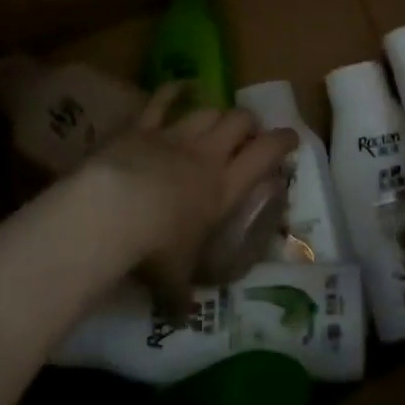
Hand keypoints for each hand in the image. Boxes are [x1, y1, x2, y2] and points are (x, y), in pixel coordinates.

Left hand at [78, 84, 297, 295]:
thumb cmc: (155, 248)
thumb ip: (180, 296)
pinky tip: (182, 84)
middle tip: (248, 133)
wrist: (114, 211)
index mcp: (225, 187)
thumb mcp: (174, 277)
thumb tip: (181, 319)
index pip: (267, 154)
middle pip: (240, 122)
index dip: (283, 141)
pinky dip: (174, 90)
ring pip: (208, 110)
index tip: (291, 138)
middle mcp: (207, 154)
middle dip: (248, 123)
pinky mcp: (143, 127)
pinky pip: (161, 99)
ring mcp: (175, 135)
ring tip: (218, 118)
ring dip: (216, 112)